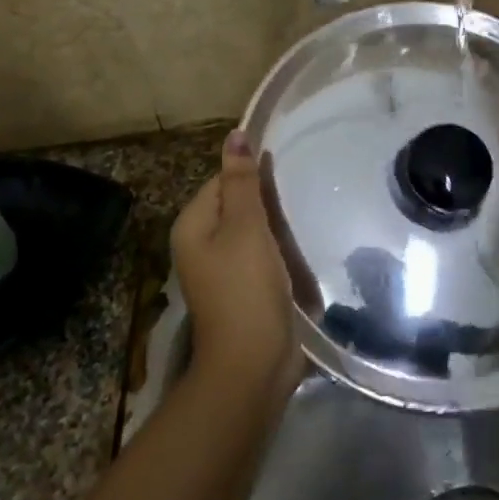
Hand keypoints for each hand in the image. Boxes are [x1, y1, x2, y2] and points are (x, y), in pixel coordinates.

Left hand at [170, 131, 301, 402]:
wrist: (253, 365)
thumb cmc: (246, 289)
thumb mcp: (246, 228)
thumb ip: (242, 181)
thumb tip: (235, 134)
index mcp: (193, 225)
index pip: (223, 181)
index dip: (254, 176)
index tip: (287, 177)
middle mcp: (200, 245)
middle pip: (238, 206)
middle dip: (268, 204)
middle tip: (302, 200)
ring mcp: (221, 271)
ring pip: (253, 232)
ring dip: (277, 229)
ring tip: (306, 222)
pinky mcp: (243, 291)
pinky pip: (261, 258)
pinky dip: (279, 253)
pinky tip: (301, 253)